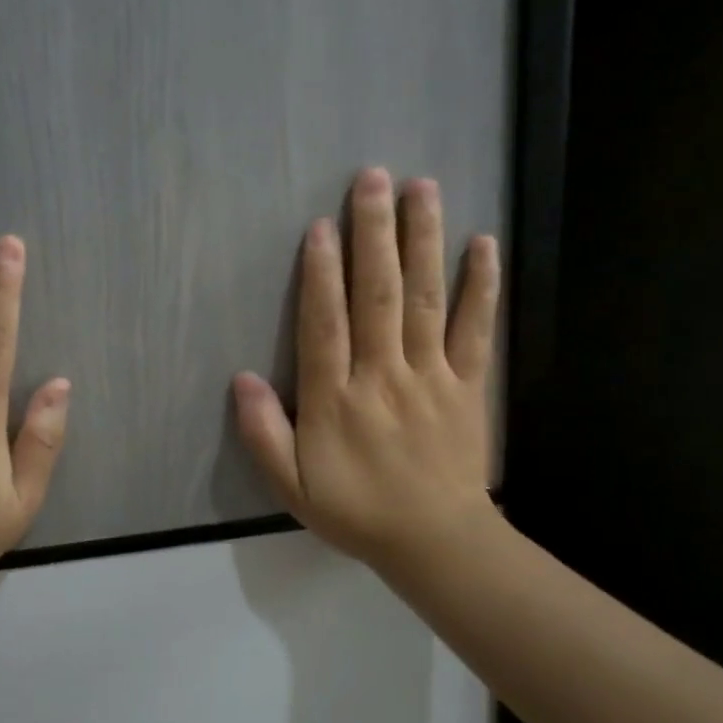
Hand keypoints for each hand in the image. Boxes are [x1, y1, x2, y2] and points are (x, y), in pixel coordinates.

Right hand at [233, 168, 500, 579]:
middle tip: (372, 179)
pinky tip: (483, 243)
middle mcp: (383, 376)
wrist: (436, 542)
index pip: (325, 325)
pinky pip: (475, 329)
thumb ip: (263, 434)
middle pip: (377, 295)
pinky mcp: (468, 384)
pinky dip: (480, 286)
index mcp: (336, 400)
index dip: (321, 274)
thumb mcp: (292, 486)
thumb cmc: (357, 511)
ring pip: (424, 299)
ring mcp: (431, 376)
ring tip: (422, 189)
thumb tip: (240, 379)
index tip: (321, 226)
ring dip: (422, 242)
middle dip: (374, 234)